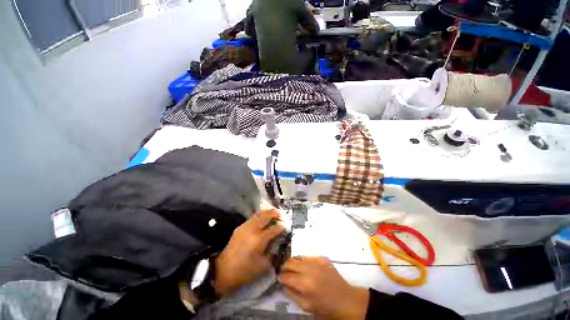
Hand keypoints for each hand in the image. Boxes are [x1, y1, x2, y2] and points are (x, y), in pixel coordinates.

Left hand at [213, 210, 283, 296]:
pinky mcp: (239, 228)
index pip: (273, 229)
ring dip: (266, 213)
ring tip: (271, 213)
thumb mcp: (262, 266)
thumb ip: (272, 253)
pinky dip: (258, 216)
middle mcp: (252, 230)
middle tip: (279, 213)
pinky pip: (251, 218)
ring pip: (257, 215)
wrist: (223, 271)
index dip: (280, 227)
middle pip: (265, 217)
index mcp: (259, 240)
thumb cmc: (244, 271)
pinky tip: (261, 218)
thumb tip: (277, 243)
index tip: (284, 226)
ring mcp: (245, 227)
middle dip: (273, 214)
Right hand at [279, 256, 369, 319]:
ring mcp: (316, 261)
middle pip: (290, 263)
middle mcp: (309, 270)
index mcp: (305, 285)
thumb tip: (282, 284)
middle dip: (284, 267)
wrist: (345, 299)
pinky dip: (302, 260)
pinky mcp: (322, 258)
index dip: (280, 277)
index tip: (278, 278)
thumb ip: (292, 295)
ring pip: (298, 257)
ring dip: (292, 261)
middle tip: (282, 271)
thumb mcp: (307, 307)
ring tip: (290, 266)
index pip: (286, 276)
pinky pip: (307, 256)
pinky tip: (303, 265)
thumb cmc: (325, 307)